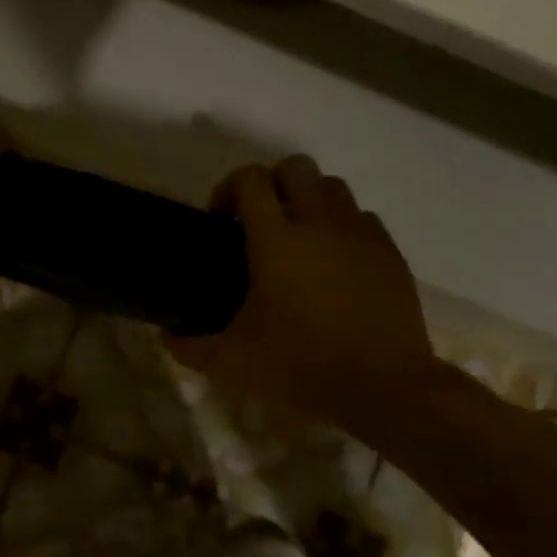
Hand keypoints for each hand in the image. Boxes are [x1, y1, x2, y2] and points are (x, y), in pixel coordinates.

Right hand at [164, 156, 439, 440]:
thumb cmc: (300, 367)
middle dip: (272, 183)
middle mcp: (319, 224)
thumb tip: (166, 338)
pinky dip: (344, 226)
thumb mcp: (232, 362)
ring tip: (299, 237)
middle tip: (258, 221)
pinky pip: (363, 218)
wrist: (384, 388)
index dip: (228, 188)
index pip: (250, 181)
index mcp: (276, 241)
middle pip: (296, 167)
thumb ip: (191, 347)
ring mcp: (360, 235)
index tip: (220, 220)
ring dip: (309, 200)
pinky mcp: (390, 254)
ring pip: (333, 187)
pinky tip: (335, 261)